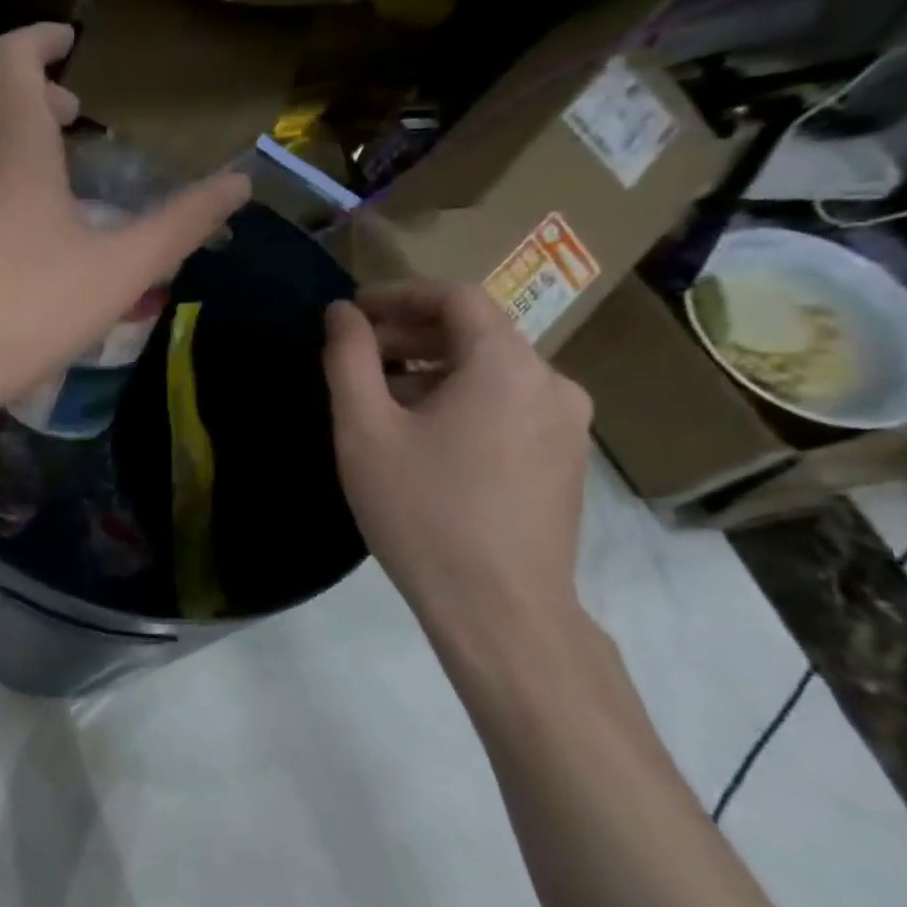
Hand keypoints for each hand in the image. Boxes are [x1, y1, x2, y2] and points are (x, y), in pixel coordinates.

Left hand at [0, 23, 248, 439]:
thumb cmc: (20, 310)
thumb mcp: (116, 273)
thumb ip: (180, 226)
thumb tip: (240, 183)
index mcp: (9, 137)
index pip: (14, 52)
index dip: (43, 38)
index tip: (71, 42)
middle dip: (28, 86)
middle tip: (69, 116)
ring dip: (3, 133)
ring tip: (45, 175)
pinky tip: (3, 230)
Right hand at [321, 281, 592, 650]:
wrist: (499, 610)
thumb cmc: (423, 511)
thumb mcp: (365, 430)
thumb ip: (349, 359)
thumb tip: (340, 312)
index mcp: (507, 366)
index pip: (455, 297)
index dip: (397, 295)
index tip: (352, 313)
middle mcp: (551, 383)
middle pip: (475, 333)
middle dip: (409, 335)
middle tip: (355, 358)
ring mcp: (566, 424)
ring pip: (491, 372)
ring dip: (431, 370)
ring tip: (380, 400)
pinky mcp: (564, 460)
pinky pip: (508, 405)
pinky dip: (461, 400)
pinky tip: (422, 436)